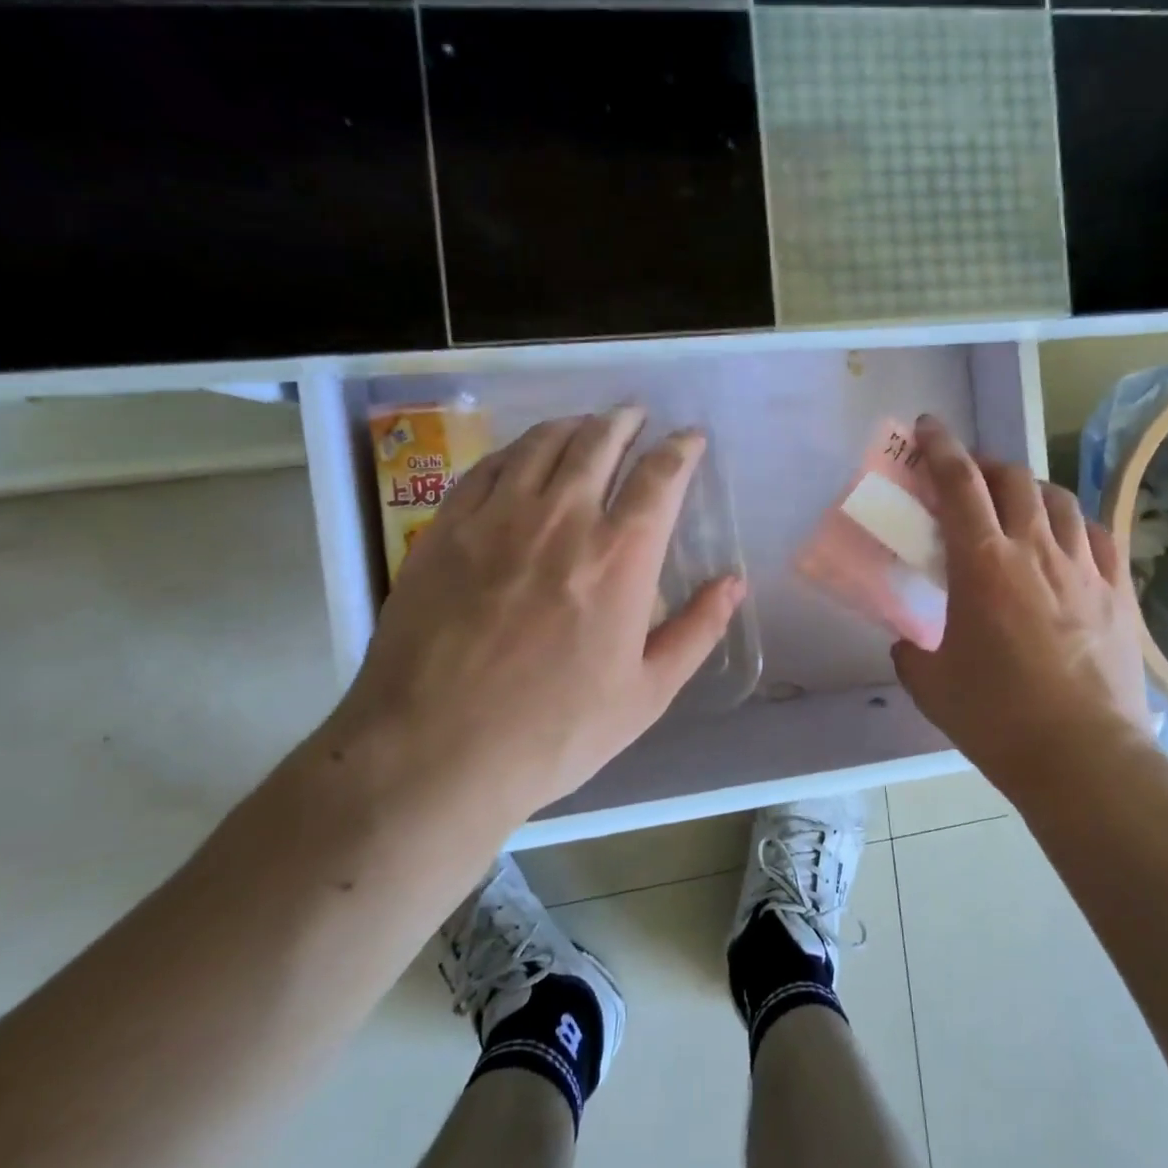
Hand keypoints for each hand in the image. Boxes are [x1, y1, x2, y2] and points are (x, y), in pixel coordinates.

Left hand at [322, 406, 745, 842]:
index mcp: (620, 555)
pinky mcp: (446, 529)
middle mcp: (562, 518)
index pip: (660, 476)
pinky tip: (523, 456)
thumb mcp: (647, 693)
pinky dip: (517, 449)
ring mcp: (497, 518)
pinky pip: (489, 467)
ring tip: (586, 425)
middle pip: (598, 441)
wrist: (433, 753)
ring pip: (542, 443)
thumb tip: (734, 581)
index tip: (690, 437)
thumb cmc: (555, 731)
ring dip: (574, 425)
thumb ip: (697, 630)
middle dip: (625, 420)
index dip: (681, 448)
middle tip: (636, 415)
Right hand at [890, 416, 1156, 797]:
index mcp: (983, 564)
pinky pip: (1098, 535)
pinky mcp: (1118, 591)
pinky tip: (1065, 540)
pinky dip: (1074, 524)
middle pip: (1012, 479)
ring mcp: (1084, 568)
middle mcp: (1035, 550)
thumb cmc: (997, 719)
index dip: (940, 446)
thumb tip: (908, 642)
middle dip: (984, 465)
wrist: (1084, 759)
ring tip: (1015, 505)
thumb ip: (910, 653)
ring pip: (1058, 499)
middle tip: (966, 479)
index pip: (959, 483)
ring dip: (1029, 490)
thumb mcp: (931, 685)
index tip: (928, 426)